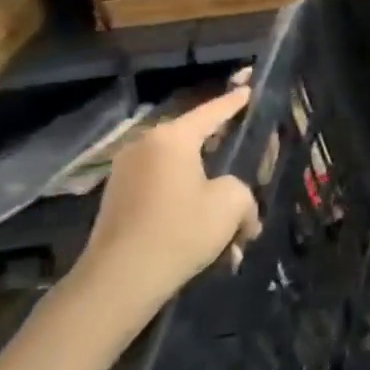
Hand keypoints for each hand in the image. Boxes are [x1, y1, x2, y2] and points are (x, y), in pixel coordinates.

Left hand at [60, 87, 262, 339]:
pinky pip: (165, 194)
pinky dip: (189, 208)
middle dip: (225, 156)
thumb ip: (242, 191)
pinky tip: (211, 242)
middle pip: (196, 143)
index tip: (249, 90)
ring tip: (234, 227)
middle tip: (250, 159)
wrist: (120, 280)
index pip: (212, 112)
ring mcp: (126, 175)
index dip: (235, 102)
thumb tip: (236, 203)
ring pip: (183, 175)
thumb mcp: (231, 204)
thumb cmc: (180, 230)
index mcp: (172, 138)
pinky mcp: (119, 201)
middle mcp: (145, 148)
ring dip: (210, 195)